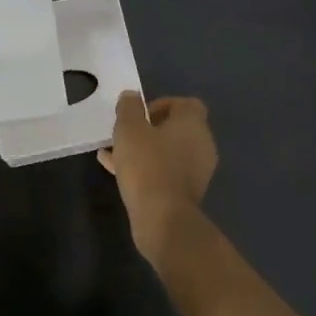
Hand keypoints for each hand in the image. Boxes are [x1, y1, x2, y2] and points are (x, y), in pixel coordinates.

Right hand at [98, 92, 217, 235]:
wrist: (163, 218)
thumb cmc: (147, 165)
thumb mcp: (129, 129)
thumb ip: (129, 108)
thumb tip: (132, 96)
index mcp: (193, 124)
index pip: (185, 104)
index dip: (161, 104)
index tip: (139, 115)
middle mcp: (201, 144)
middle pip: (176, 128)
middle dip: (148, 129)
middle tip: (125, 135)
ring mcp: (197, 170)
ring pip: (167, 152)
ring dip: (144, 150)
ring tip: (113, 154)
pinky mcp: (187, 192)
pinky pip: (165, 171)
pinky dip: (146, 168)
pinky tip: (117, 172)